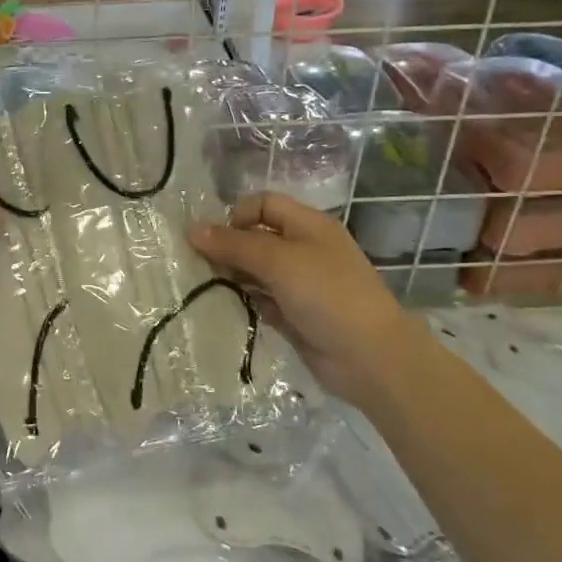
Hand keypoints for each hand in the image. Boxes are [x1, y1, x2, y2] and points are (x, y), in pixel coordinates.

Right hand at [188, 191, 411, 405]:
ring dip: (232, 276)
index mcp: (308, 225)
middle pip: (256, 237)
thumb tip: (191, 228)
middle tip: (200, 266)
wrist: (370, 357)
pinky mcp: (293, 314)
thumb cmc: (327, 295)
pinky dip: (244, 301)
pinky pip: (260, 300)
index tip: (213, 240)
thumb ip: (234, 244)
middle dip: (228, 248)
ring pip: (255, 270)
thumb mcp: (278, 261)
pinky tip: (225, 308)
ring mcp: (300, 284)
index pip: (263, 204)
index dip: (236, 215)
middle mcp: (304, 250)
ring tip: (207, 287)